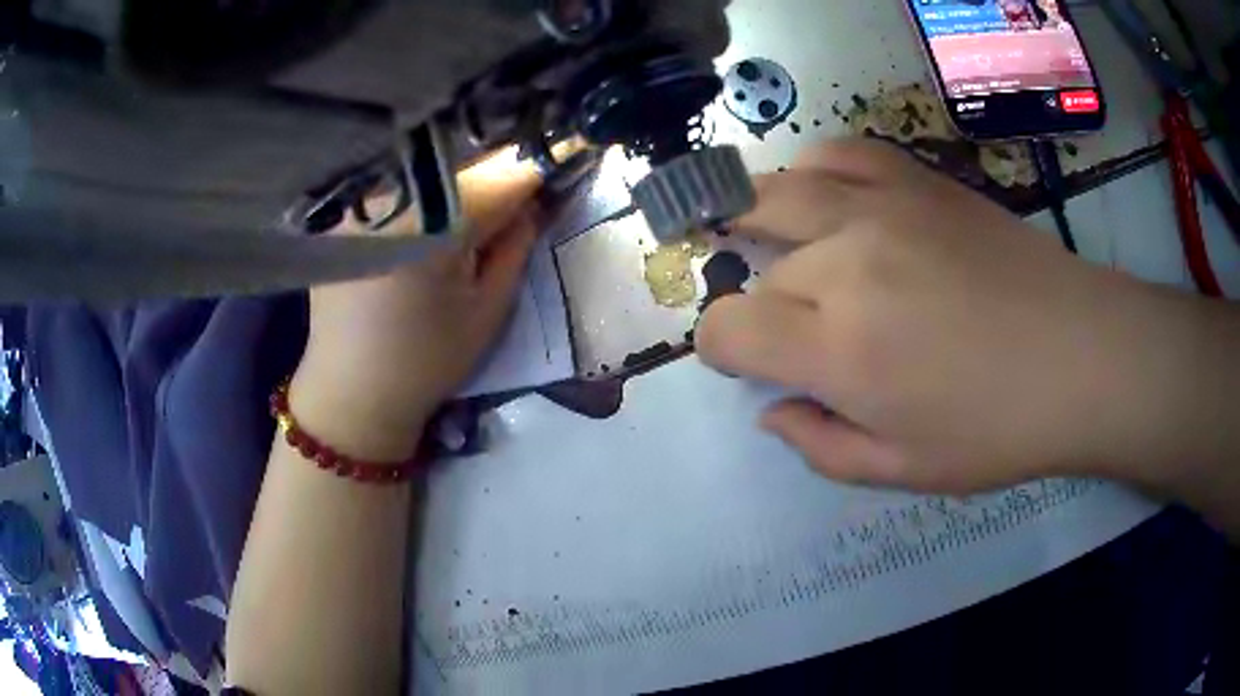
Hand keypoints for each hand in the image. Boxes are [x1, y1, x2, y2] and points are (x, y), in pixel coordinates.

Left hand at [291, 151, 542, 455]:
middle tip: (530, 183)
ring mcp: (362, 197)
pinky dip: (430, 186)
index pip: (506, 172)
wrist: (351, 392)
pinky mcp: (344, 210)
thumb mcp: (489, 309)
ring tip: (487, 198)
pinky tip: (439, 208)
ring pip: (434, 166)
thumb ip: (516, 244)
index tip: (576, 153)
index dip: (546, 162)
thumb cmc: (426, 362)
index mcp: (435, 222)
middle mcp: (394, 194)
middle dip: (505, 168)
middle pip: (468, 160)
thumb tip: (534, 200)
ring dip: (467, 174)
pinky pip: (401, 181)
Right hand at [698, 138, 1205, 493]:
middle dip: (765, 304)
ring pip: (777, 195)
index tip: (750, 363)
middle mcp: (846, 264)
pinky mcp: (916, 180)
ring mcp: (881, 208)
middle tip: (802, 330)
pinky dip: (813, 170)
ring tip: (772, 244)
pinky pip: (837, 152)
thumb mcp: (904, 470)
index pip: (727, 329)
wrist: (1082, 355)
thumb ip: (821, 446)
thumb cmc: (999, 430)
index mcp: (841, 350)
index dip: (724, 349)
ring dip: (759, 223)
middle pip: (759, 269)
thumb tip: (772, 411)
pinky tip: (823, 196)